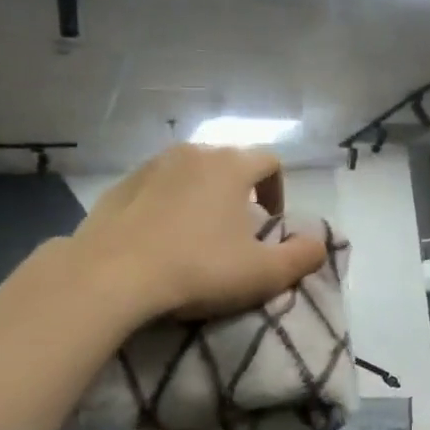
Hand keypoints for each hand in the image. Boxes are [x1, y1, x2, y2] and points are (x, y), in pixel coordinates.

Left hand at [72, 144, 327, 322]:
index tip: (271, 223)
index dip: (278, 189)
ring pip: (190, 172)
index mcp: (230, 166)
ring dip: (203, 195)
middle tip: (236, 231)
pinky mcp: (119, 185)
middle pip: (229, 162)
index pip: (270, 161)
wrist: (110, 276)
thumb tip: (319, 243)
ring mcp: (151, 166)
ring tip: (197, 234)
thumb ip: (302, 256)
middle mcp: (192, 153)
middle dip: (240, 191)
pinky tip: (160, 238)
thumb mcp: (263, 273)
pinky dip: (167, 203)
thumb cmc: (197, 269)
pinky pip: (156, 186)